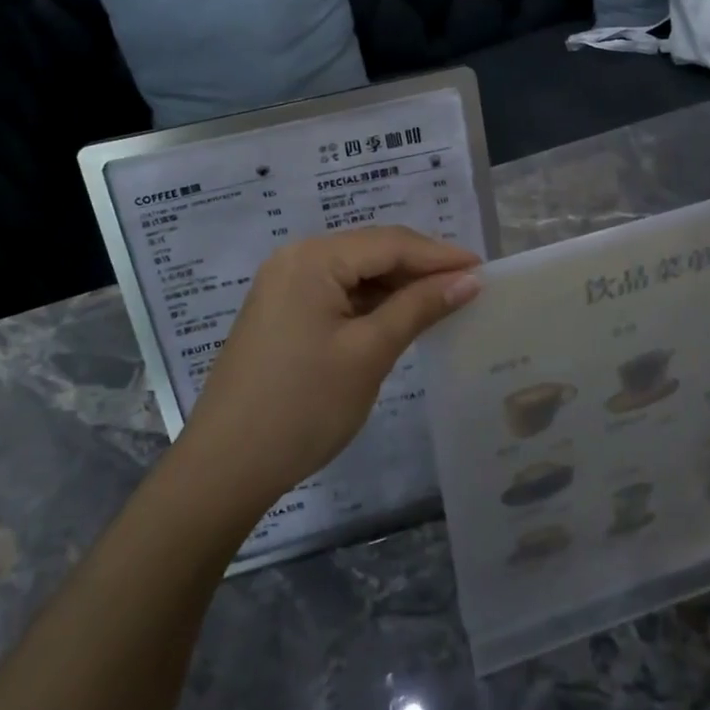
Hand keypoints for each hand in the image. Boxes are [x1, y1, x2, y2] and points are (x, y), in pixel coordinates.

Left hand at [179, 227, 480, 514]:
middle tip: (468, 286)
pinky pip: (336, 293)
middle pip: (370, 251)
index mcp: (313, 259)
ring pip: (354, 273)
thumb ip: (418, 308)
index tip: (484, 269)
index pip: (389, 243)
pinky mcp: (281, 313)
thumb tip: (468, 279)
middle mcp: (295, 260)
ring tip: (442, 302)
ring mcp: (283, 286)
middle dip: (419, 268)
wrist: (225, 466)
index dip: (439, 256)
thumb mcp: (369, 353)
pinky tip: (398, 318)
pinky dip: (370, 303)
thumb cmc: (303, 406)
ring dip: (396, 286)